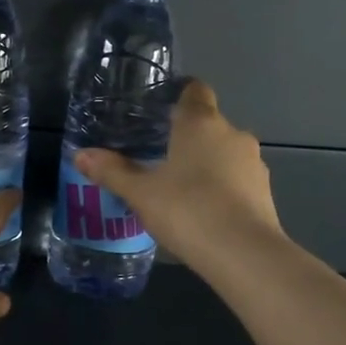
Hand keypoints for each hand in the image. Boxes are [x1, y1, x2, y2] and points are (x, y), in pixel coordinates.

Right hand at [74, 79, 281, 274]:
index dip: (179, 95)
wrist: (244, 254)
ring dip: (206, 164)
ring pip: (224, 153)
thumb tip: (80, 154)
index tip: (160, 111)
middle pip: (208, 124)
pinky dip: (222, 187)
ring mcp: (253, 163)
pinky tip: (203, 211)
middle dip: (186, 137)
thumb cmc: (187, 210)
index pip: (195, 91)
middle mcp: (232, 134)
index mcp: (200, 123)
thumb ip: (112, 171)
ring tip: (179, 189)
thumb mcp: (140, 193)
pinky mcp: (265, 192)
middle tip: (157, 157)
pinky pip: (237, 179)